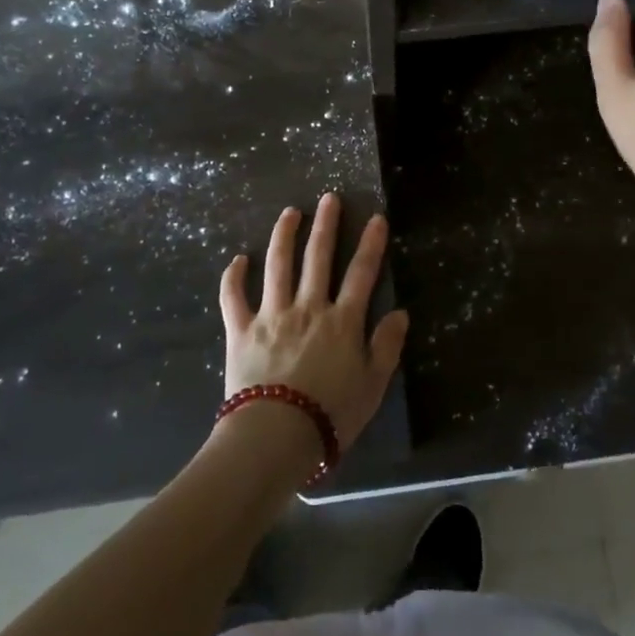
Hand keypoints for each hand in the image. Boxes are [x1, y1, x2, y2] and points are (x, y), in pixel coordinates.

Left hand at [218, 194, 408, 453]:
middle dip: (326, 225)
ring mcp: (271, 315)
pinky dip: (233, 277)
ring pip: (277, 265)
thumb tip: (400, 313)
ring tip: (289, 212)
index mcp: (342, 321)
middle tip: (329, 199)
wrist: (275, 436)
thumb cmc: (331, 414)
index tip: (376, 218)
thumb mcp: (373, 385)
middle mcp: (308, 307)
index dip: (371, 244)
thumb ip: (387, 346)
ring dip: (283, 236)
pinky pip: (233, 298)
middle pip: (318, 258)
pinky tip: (237, 260)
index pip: (361, 273)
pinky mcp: (241, 331)